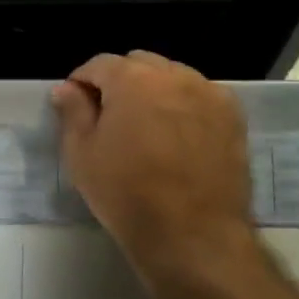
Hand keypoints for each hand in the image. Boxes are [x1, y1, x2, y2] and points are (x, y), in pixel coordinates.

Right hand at [52, 51, 256, 285]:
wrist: (192, 234)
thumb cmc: (126, 194)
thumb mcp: (82, 154)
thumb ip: (73, 113)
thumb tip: (66, 88)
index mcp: (132, 78)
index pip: (99, 64)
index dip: (82, 82)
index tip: (75, 105)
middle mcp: (173, 75)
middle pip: (139, 64)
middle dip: (120, 82)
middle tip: (110, 117)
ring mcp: (209, 93)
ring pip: (172, 77)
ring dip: (154, 91)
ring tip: (147, 127)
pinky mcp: (233, 116)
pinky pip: (200, 96)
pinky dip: (185, 105)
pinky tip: (178, 136)